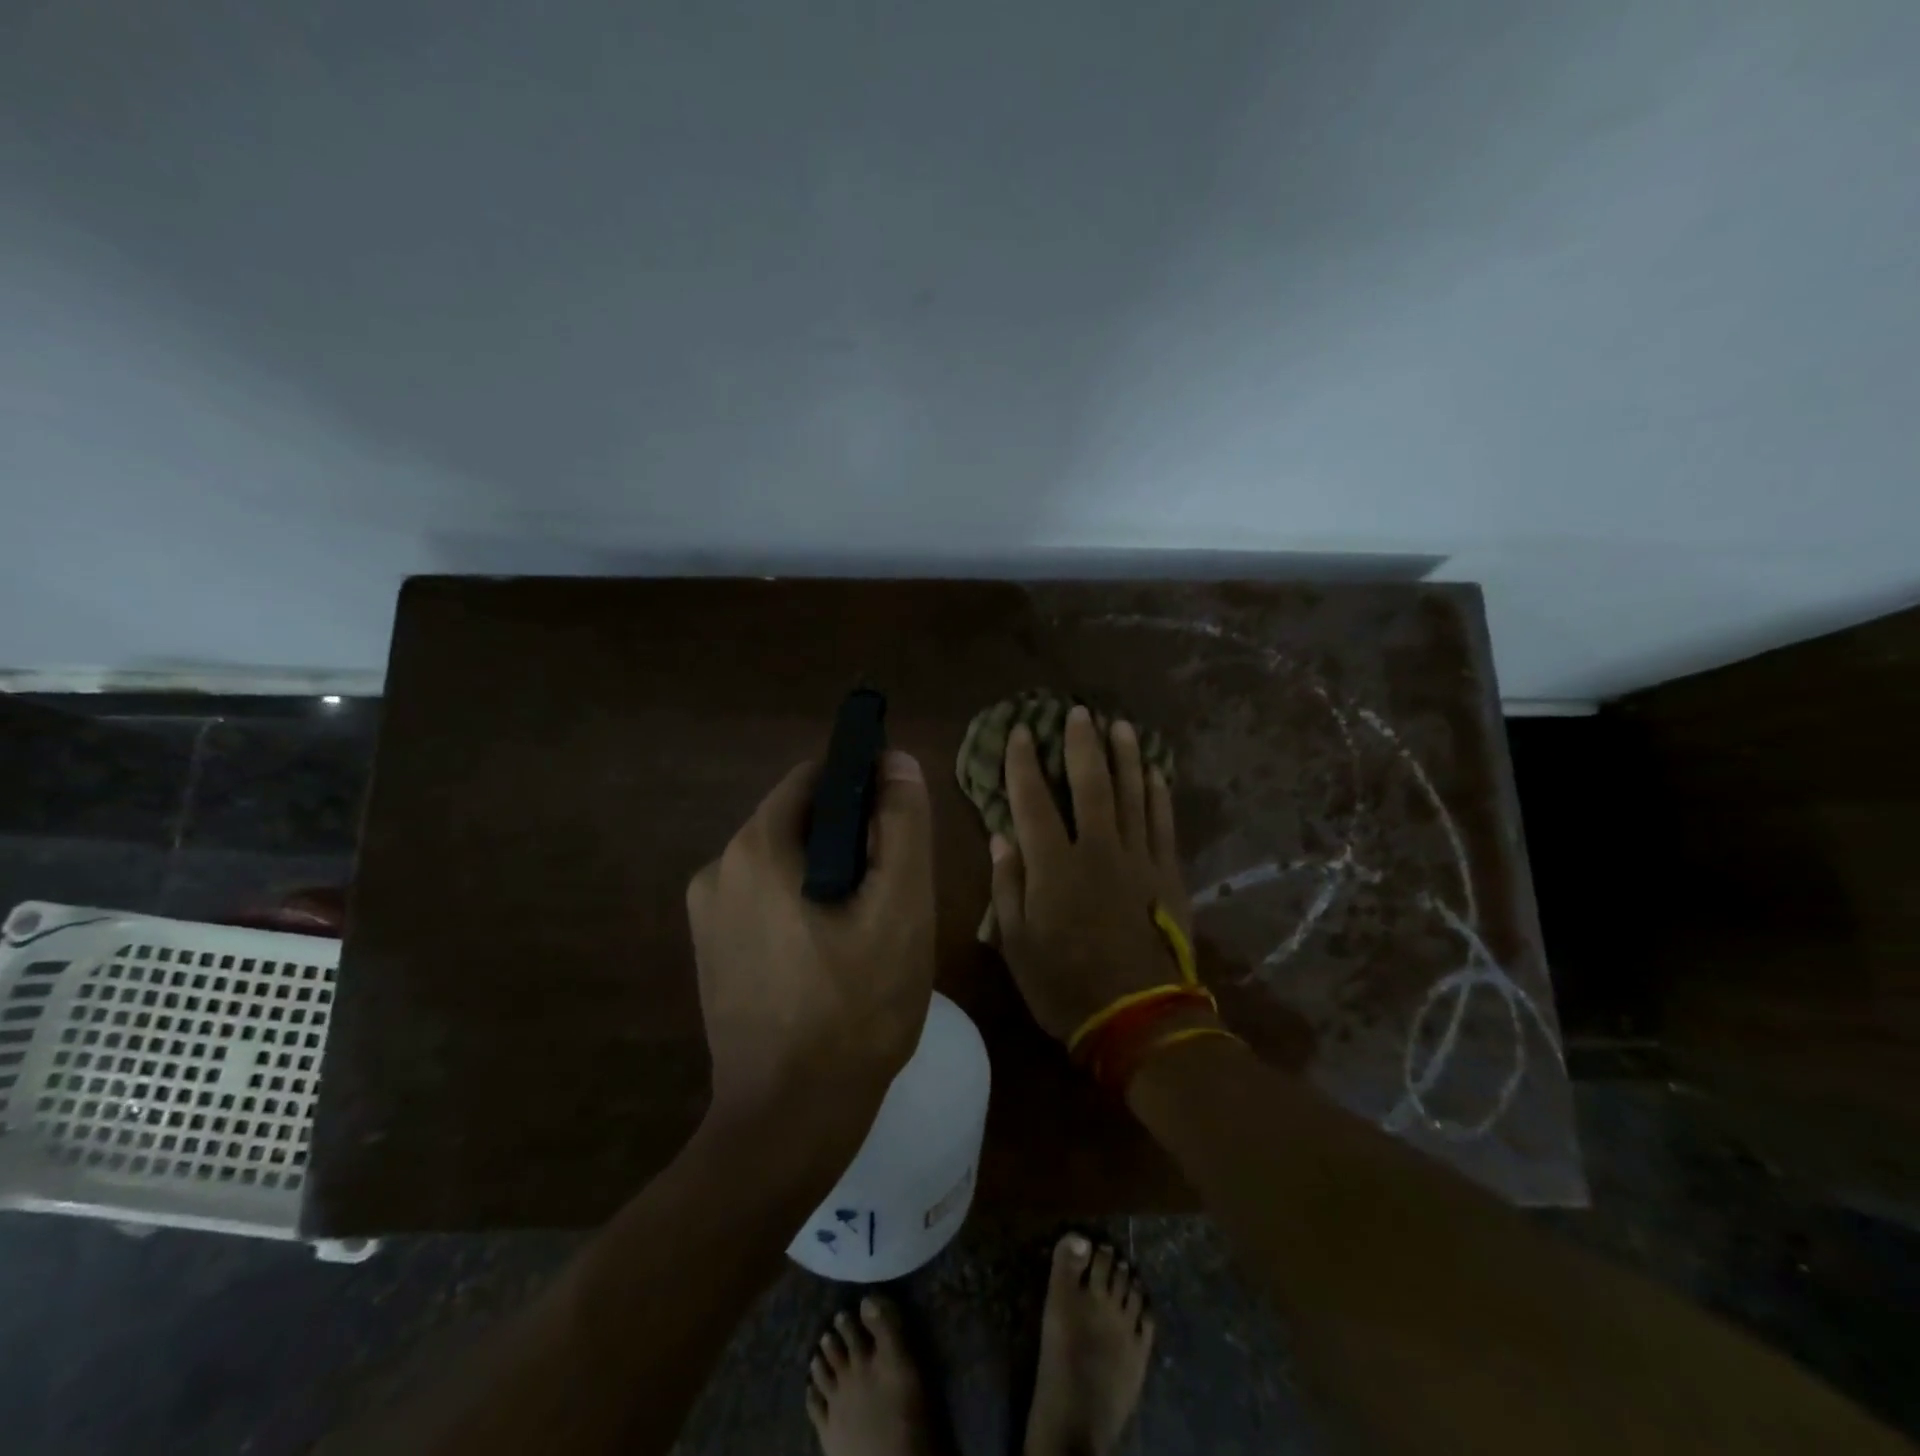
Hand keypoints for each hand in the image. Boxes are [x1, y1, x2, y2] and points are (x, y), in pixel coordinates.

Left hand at [687, 752, 935, 1129]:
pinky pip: (766, 901)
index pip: (815, 778)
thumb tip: (894, 761)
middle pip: (800, 822)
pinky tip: (833, 956)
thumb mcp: (899, 908)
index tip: (899, 826)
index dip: (864, 787)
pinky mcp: (712, 951)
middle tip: (892, 891)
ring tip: (868, 929)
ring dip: (830, 876)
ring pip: (786, 863)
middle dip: (851, 840)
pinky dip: (803, 907)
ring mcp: (707, 914)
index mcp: (755, 848)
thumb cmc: (855, 1009)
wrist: (789, 1122)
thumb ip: (902, 824)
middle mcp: (718, 869)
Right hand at [989, 706, 1197, 1043]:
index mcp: (1054, 866)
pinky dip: (1159, 795)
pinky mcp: (1168, 874)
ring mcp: (1138, 859)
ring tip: (1120, 726)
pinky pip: (1163, 823)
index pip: (1033, 800)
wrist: (1138, 1018)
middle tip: (1079, 712)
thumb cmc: (1066, 985)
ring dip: (1126, 757)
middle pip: (1090, 784)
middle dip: (1082, 744)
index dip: (1023, 763)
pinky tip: (1156, 773)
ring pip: (1132, 794)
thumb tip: (1001, 836)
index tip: (1020, 731)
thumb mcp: (1017, 944)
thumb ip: (1007, 886)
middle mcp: (1097, 849)